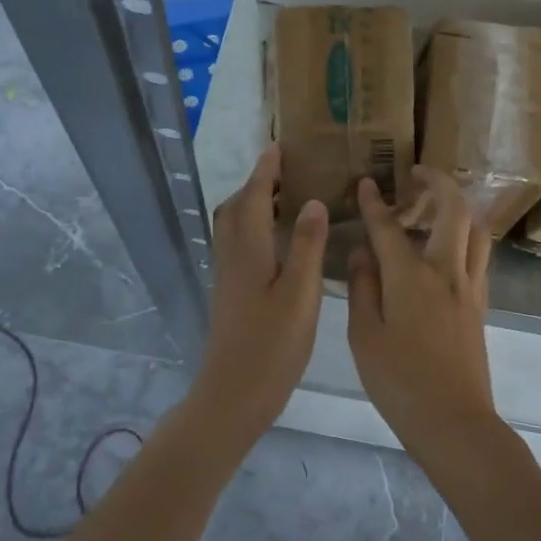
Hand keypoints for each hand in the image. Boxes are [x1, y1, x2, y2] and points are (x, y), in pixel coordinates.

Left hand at [195, 145, 328, 436]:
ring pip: (232, 227)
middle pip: (236, 208)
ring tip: (282, 200)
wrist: (233, 394)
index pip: (255, 198)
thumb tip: (313, 203)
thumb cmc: (272, 345)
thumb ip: (307, 247)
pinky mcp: (229, 294)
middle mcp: (232, 257)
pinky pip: (236, 245)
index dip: (265, 171)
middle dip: (256, 184)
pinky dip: (252, 228)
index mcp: (249, 252)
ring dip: (251, 205)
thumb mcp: (300, 295)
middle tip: (284, 172)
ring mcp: (227, 277)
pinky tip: (275, 242)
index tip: (278, 147)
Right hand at [347, 167, 498, 458]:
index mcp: (410, 277)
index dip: (374, 202)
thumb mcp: (364, 336)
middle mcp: (445, 271)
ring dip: (458, 207)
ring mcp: (469, 287)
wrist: (454, 422)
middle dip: (437, 183)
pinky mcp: (480, 305)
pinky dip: (466, 237)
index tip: (366, 183)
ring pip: (475, 230)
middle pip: (452, 211)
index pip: (389, 227)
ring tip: (437, 207)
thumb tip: (362, 251)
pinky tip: (448, 249)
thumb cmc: (399, 382)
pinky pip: (479, 256)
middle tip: (418, 175)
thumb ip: (363, 287)